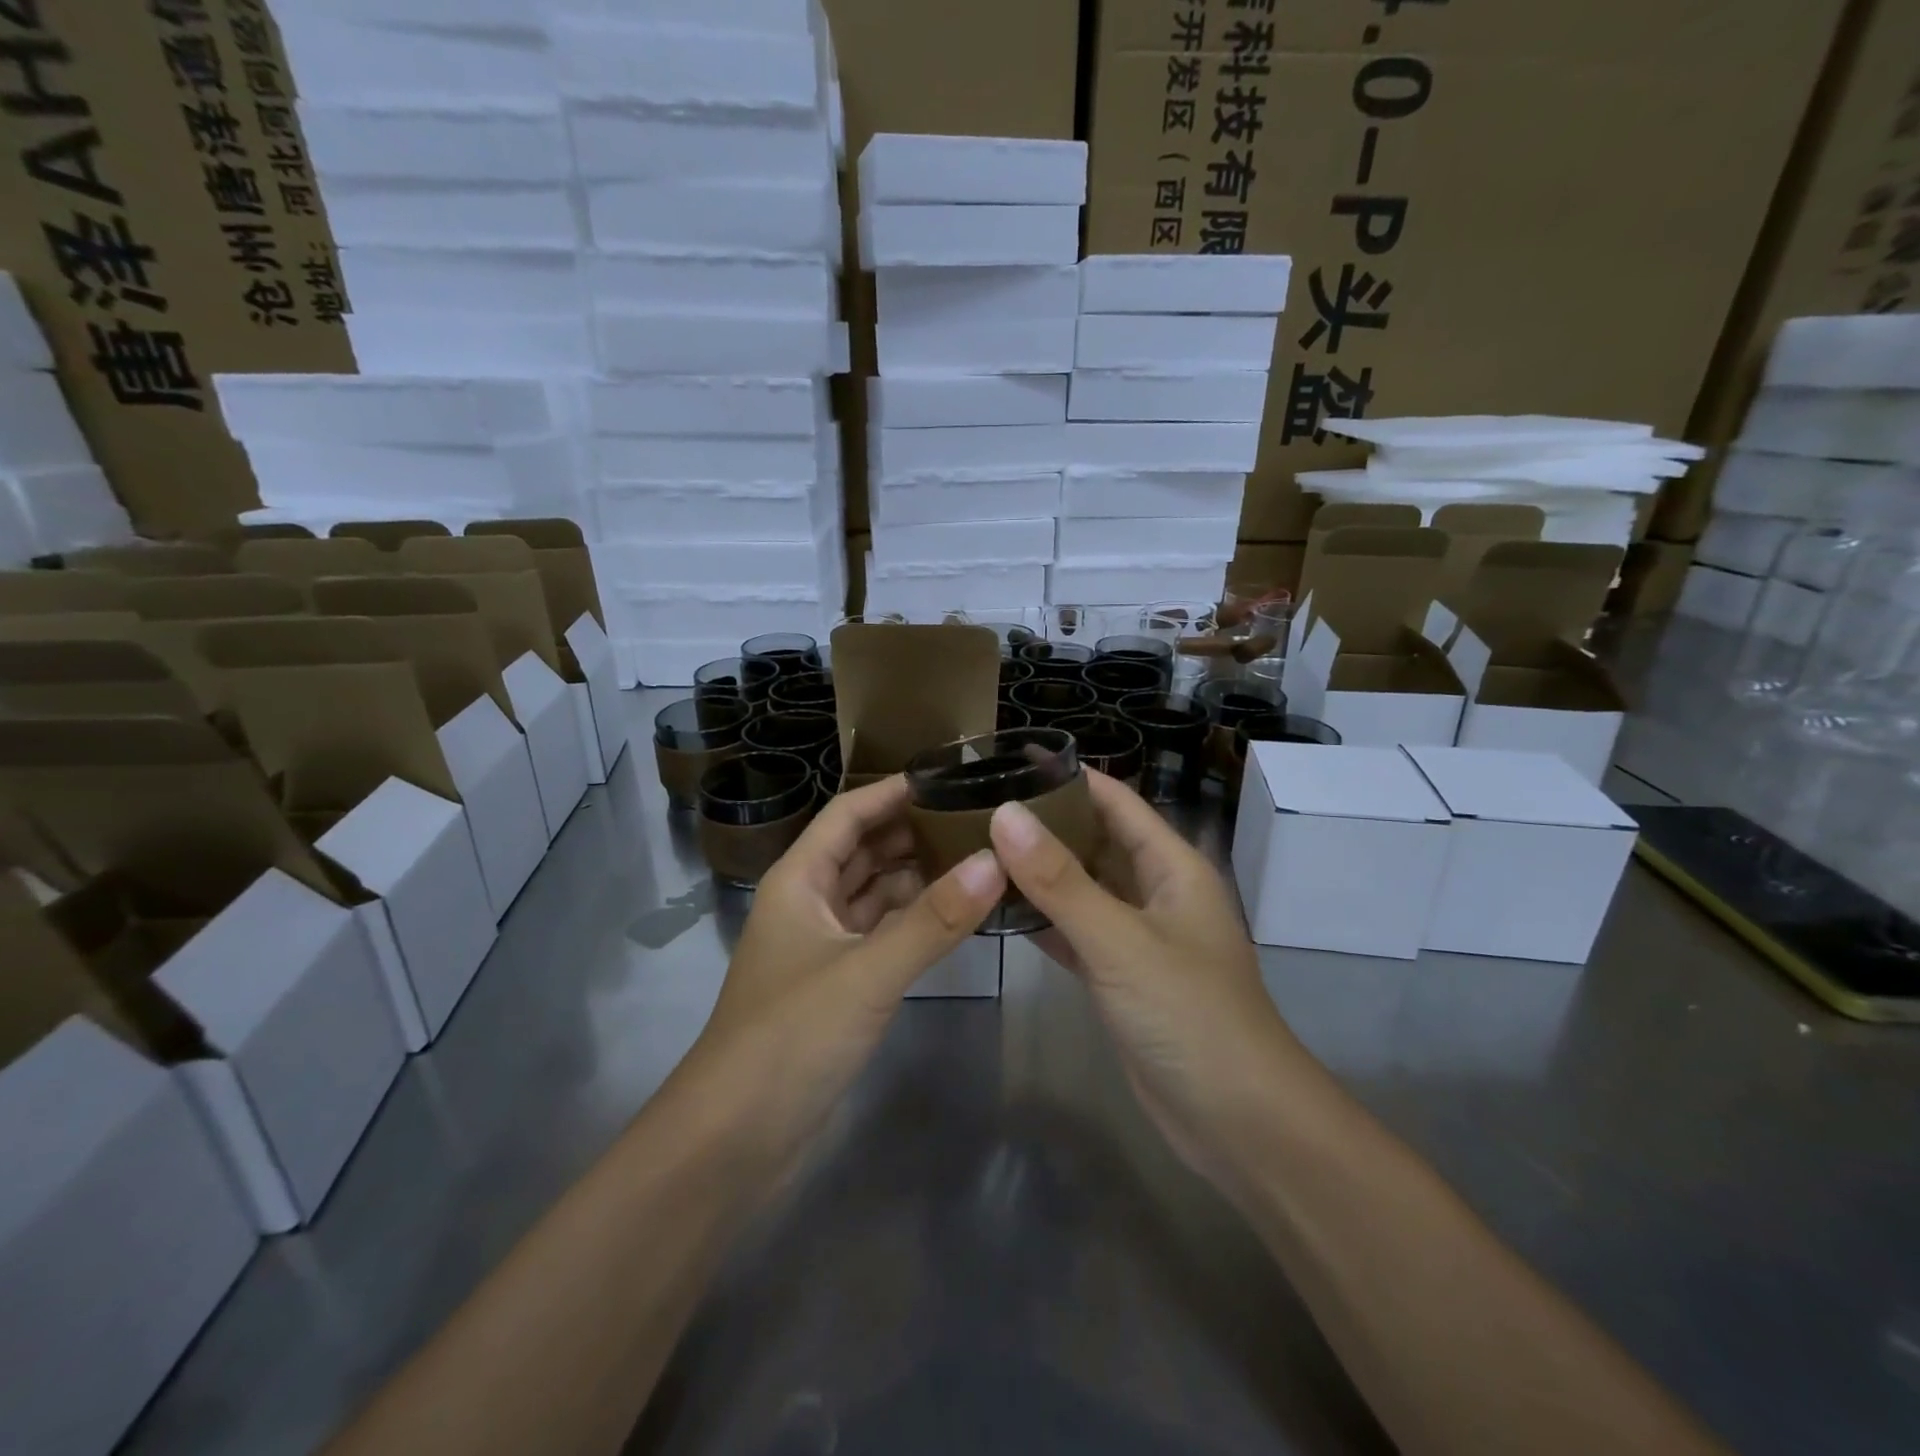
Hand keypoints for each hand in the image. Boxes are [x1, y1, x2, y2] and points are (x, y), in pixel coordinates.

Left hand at [689, 776, 1005, 1163]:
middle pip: (865, 850)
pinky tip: (956, 915)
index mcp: (799, 880)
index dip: (893, 791)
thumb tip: (996, 861)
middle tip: (980, 818)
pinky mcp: (839, 985)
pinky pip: (883, 934)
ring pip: (876, 894)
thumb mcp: (867, 972)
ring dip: (918, 876)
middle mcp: (809, 903)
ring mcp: (823, 946)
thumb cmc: (790, 1036)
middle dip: (914, 832)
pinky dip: (915, 921)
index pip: (848, 814)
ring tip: (980, 858)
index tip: (949, 776)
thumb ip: (933, 919)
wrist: (734, 1139)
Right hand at [989, 773, 1296, 1185]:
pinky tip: (998, 909)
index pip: (1117, 801)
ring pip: (1082, 888)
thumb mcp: (1121, 941)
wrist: (1237, 1121)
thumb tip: (1004, 813)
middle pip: (1096, 841)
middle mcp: (1156, 892)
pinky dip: (1042, 920)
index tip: (1011, 760)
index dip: (1070, 777)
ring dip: (1039, 872)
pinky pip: (1075, 932)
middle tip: (977, 806)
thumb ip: (1060, 880)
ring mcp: (1137, 937)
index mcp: (1172, 866)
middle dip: (1045, 823)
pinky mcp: (1120, 977)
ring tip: (976, 848)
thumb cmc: (1189, 1014)